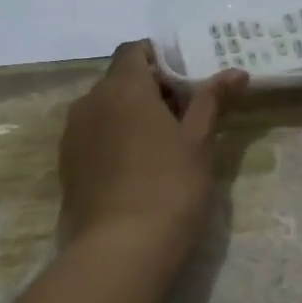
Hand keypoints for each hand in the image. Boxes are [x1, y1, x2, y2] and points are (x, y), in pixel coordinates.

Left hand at [59, 41, 246, 257]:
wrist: (120, 251)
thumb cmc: (170, 186)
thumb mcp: (199, 142)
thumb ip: (212, 100)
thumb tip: (236, 72)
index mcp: (122, 87)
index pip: (134, 50)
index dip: (159, 59)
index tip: (185, 82)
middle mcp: (90, 102)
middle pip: (119, 80)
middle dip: (150, 90)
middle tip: (184, 117)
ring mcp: (73, 135)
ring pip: (105, 109)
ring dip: (130, 115)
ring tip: (162, 145)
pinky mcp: (66, 166)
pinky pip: (93, 136)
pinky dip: (114, 139)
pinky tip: (137, 169)